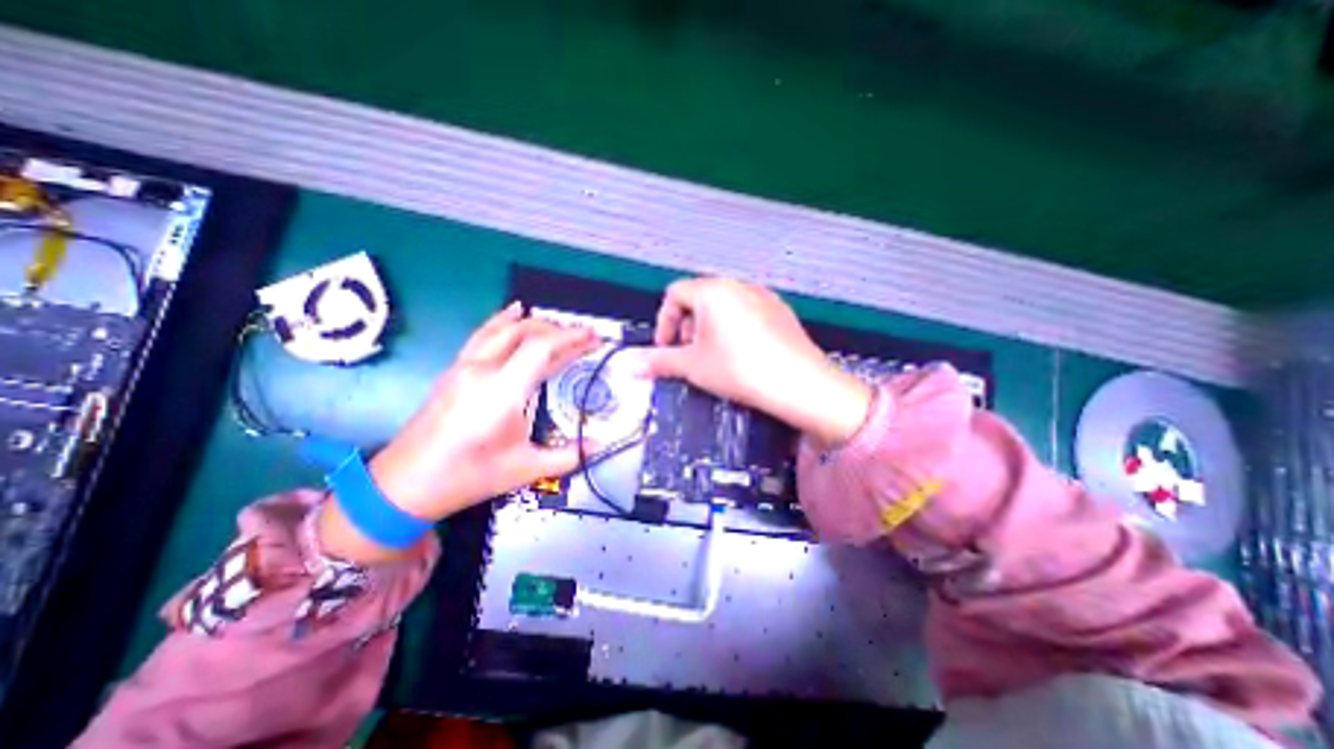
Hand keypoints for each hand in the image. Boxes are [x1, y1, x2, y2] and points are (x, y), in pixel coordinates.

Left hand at [317, 300, 591, 560]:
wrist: (403, 486)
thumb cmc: (468, 477)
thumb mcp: (525, 469)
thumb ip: (568, 455)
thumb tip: (599, 445)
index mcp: (503, 392)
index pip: (542, 348)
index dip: (572, 337)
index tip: (594, 337)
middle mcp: (483, 370)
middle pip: (525, 331)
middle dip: (559, 329)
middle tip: (585, 336)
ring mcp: (464, 367)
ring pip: (503, 329)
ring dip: (535, 323)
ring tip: (560, 326)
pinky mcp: (454, 370)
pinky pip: (483, 335)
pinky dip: (503, 320)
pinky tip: (513, 312)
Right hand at [639, 278, 869, 447]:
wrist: (799, 384)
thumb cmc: (740, 370)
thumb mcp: (693, 366)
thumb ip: (659, 361)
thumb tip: (629, 366)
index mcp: (713, 290)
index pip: (674, 294)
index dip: (664, 322)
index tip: (666, 349)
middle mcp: (738, 285)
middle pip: (699, 298)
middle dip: (687, 326)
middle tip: (689, 354)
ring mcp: (763, 296)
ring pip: (724, 305)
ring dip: (709, 328)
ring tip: (715, 356)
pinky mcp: (781, 311)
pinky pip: (747, 312)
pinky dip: (734, 328)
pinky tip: (742, 355)